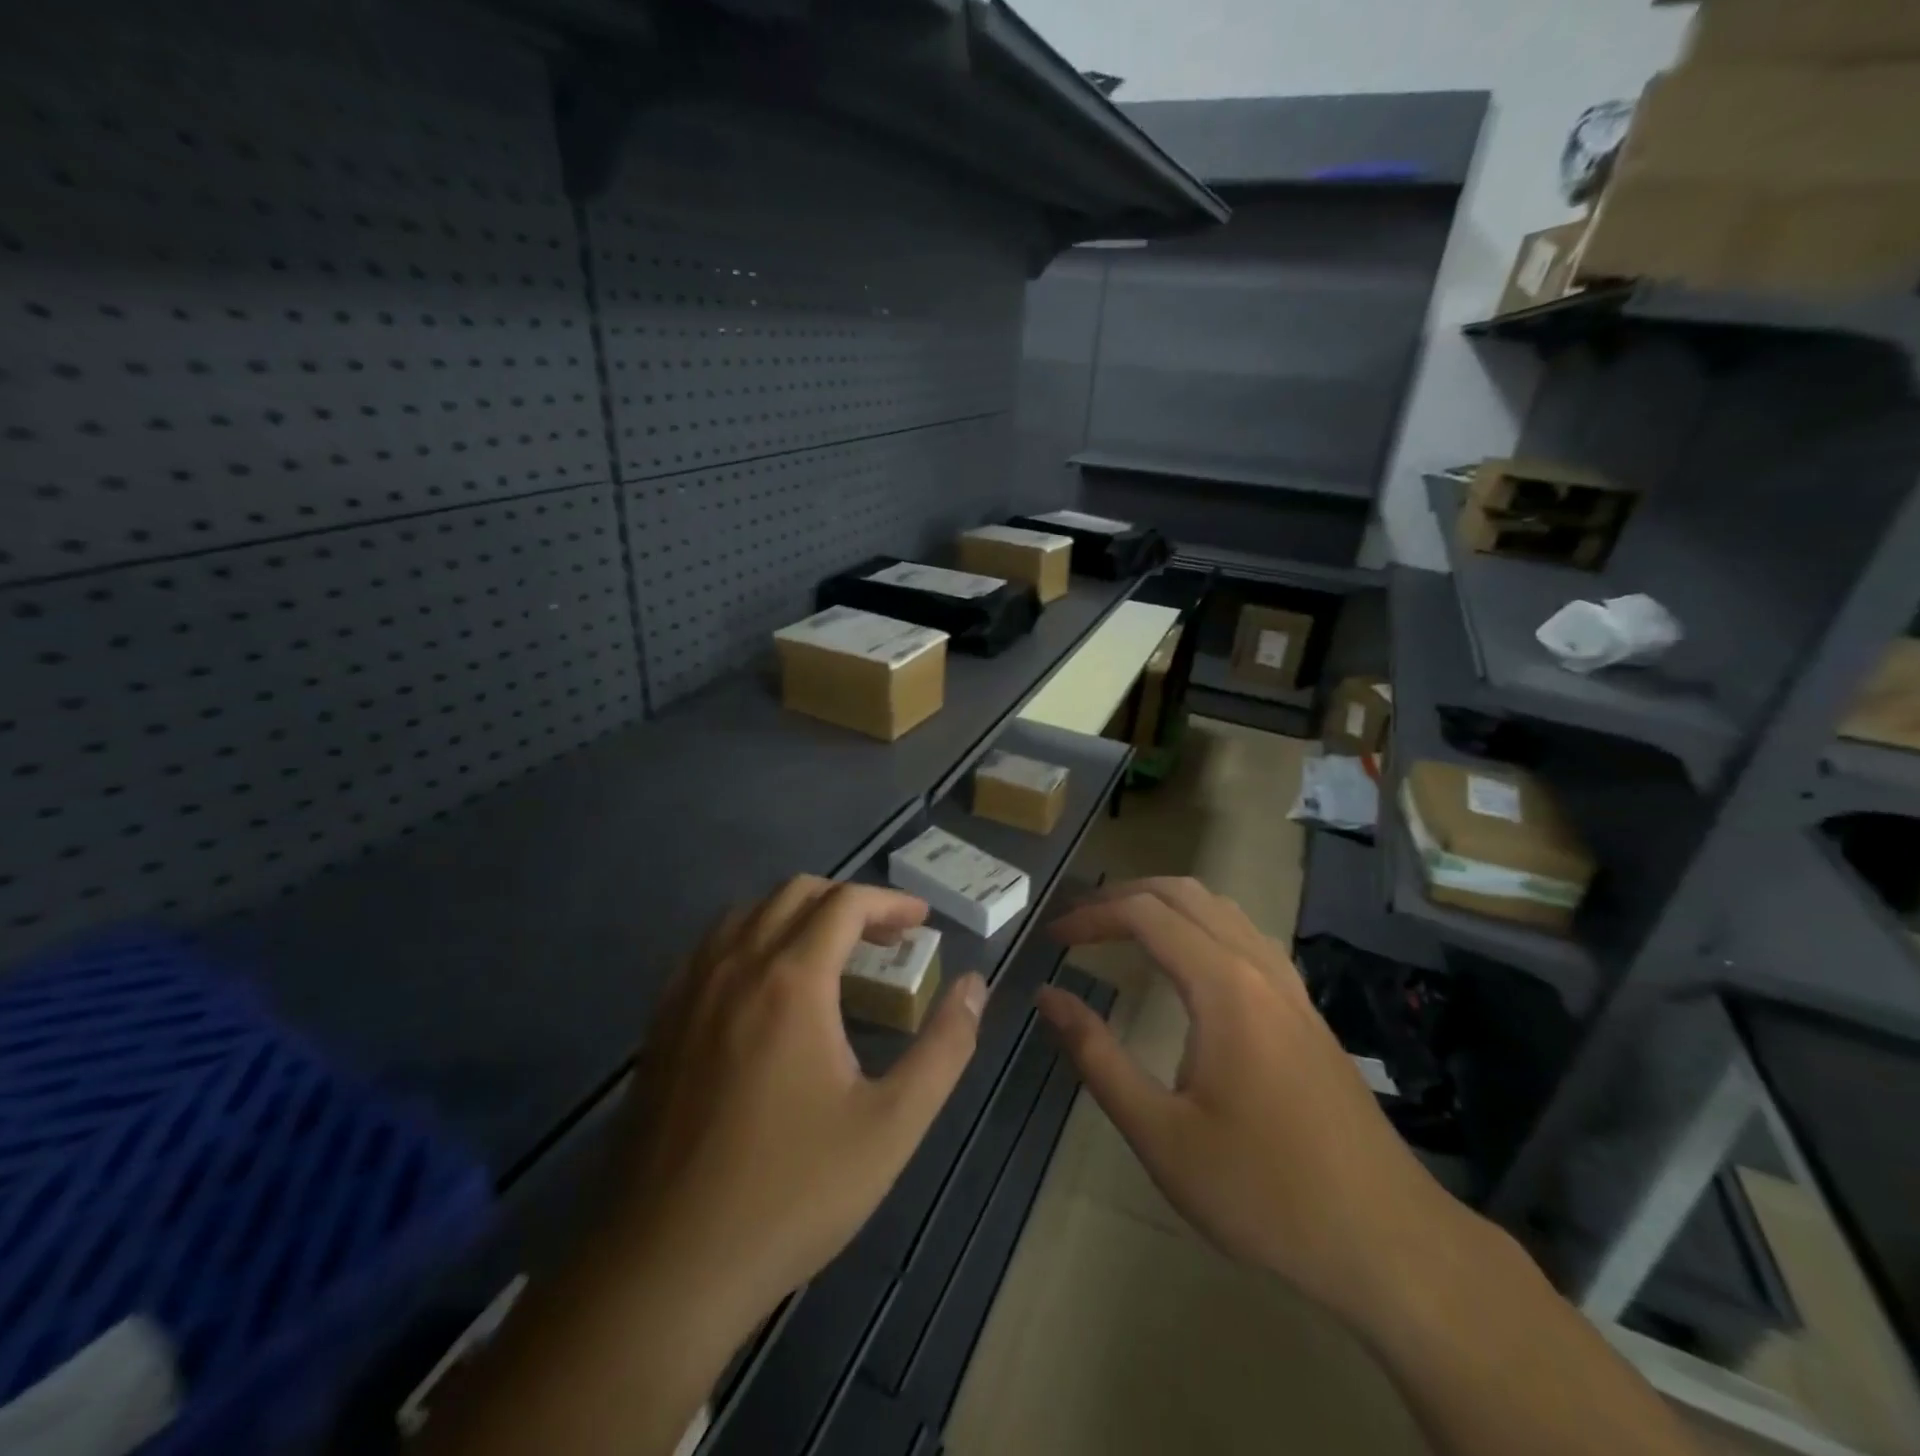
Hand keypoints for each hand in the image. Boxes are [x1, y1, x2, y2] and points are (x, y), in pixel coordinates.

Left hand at [606, 876, 987, 1338]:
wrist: (666, 1268)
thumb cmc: (791, 1193)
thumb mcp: (891, 1126)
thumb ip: (943, 1048)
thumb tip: (975, 987)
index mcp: (791, 981)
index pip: (845, 904)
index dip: (890, 902)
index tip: (922, 921)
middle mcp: (736, 967)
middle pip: (794, 894)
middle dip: (847, 901)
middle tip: (886, 938)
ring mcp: (689, 992)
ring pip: (747, 914)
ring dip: (796, 914)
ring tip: (830, 953)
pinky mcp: (661, 1023)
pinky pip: (709, 948)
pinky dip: (750, 939)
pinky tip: (764, 986)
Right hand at [1037, 877, 1468, 1327]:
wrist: (1388, 1243)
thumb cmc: (1264, 1192)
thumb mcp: (1160, 1134)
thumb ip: (1097, 1056)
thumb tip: (1048, 996)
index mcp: (1224, 986)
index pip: (1144, 914)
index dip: (1092, 916)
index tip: (1052, 938)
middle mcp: (1259, 967)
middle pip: (1182, 894)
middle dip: (1122, 896)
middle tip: (1077, 922)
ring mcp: (1290, 986)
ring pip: (1220, 907)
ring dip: (1163, 904)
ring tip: (1121, 927)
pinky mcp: (1306, 1009)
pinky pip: (1245, 934)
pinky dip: (1199, 923)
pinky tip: (1187, 961)